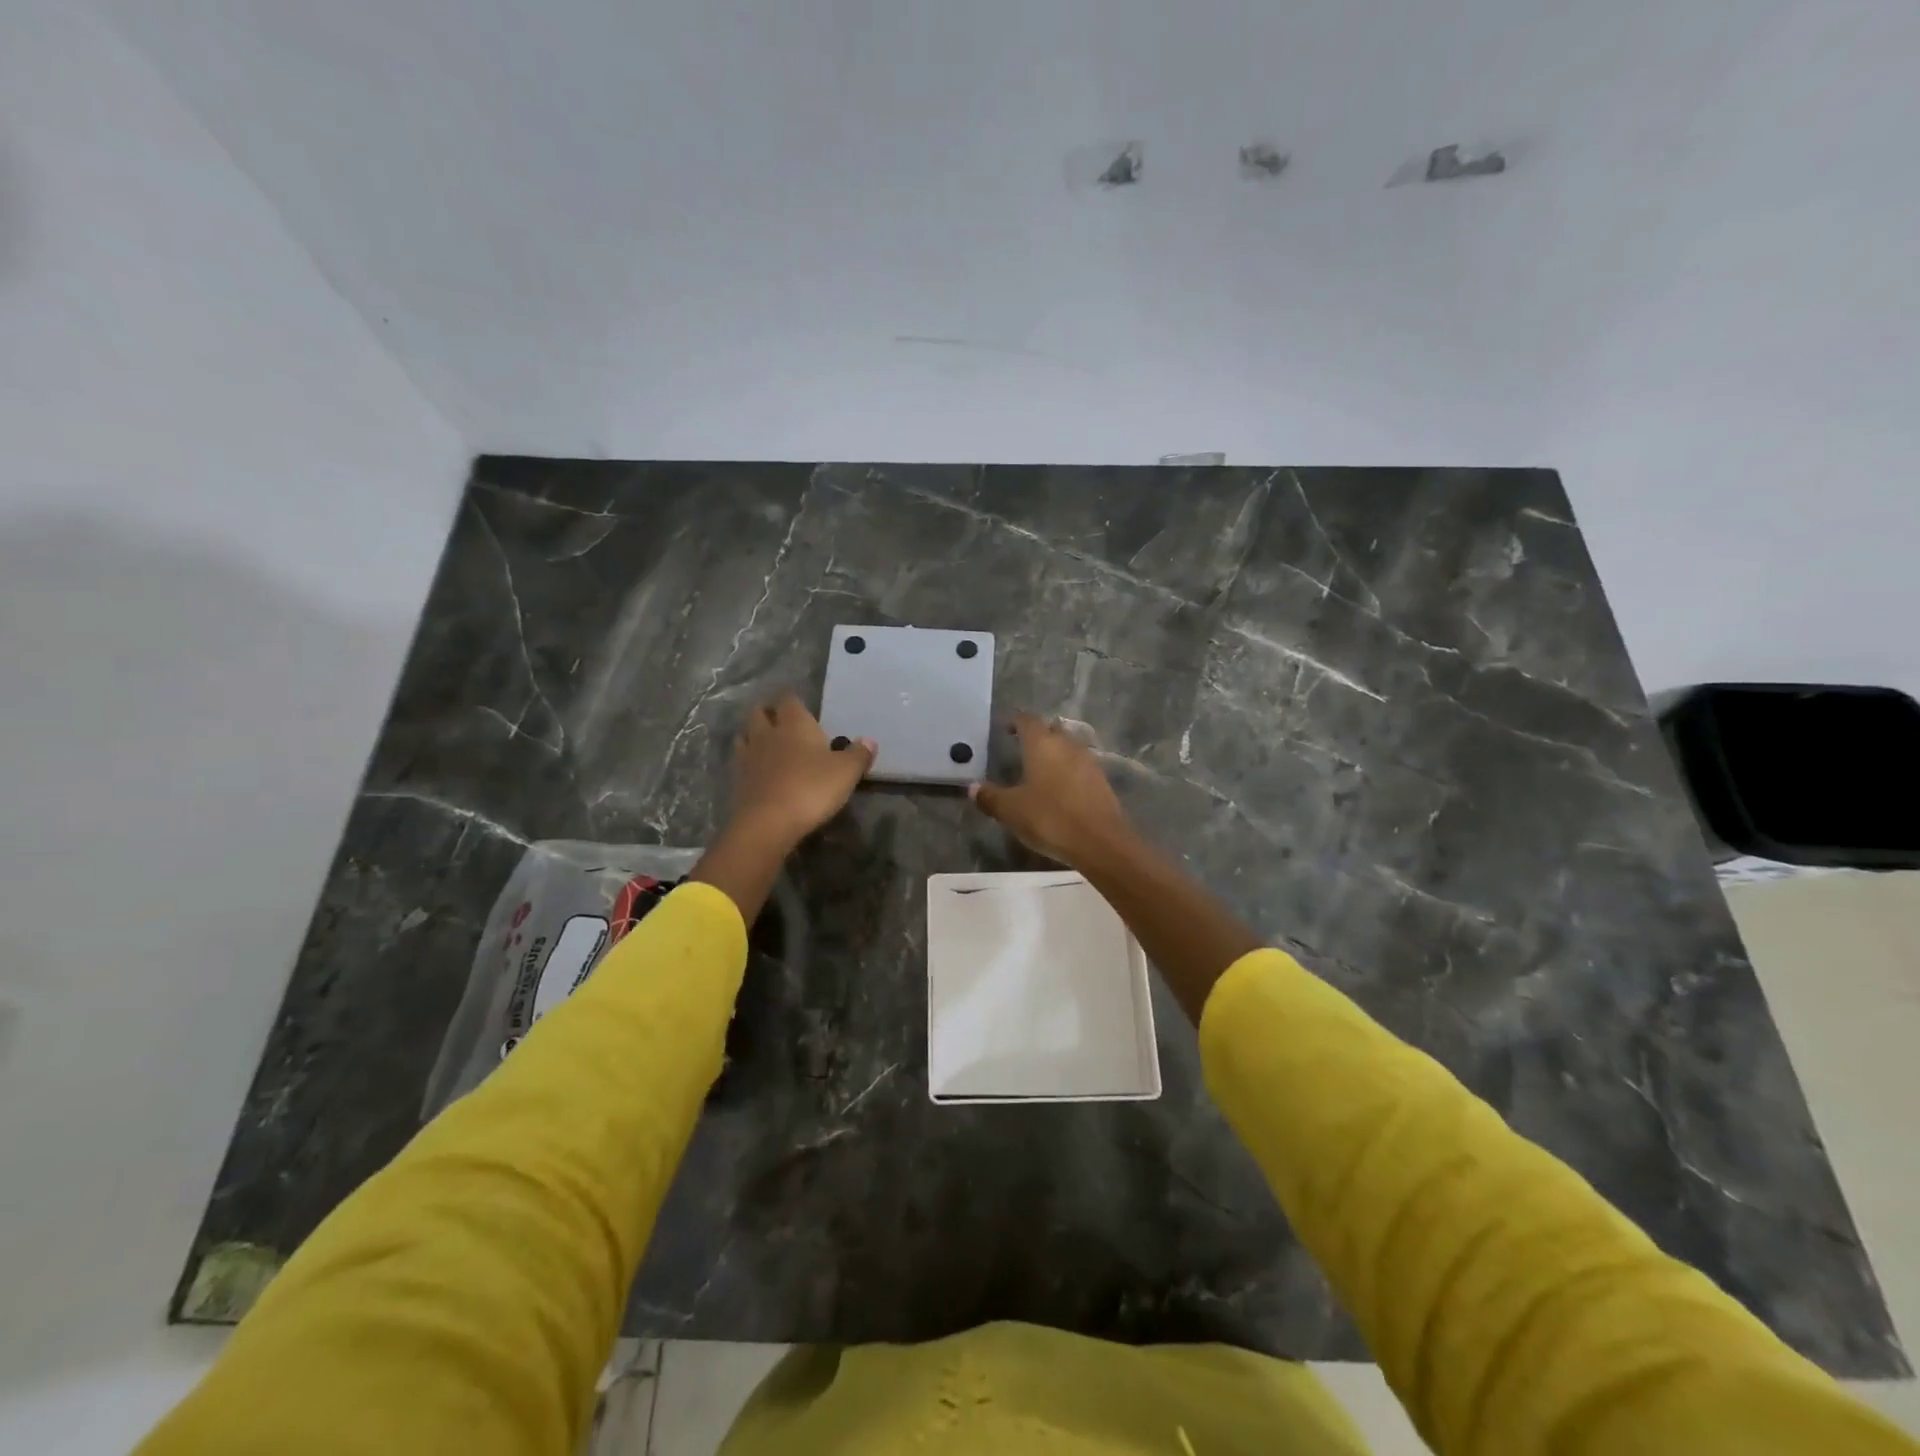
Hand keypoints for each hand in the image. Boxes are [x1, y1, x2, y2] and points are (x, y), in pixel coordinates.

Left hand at [726, 692, 874, 848]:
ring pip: (745, 736)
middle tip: (781, 721)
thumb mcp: (847, 772)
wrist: (768, 823)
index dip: (793, 700)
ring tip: (766, 743)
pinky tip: (759, 771)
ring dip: (754, 736)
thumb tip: (869, 741)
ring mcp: (748, 757)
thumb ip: (859, 754)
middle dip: (769, 713)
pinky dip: (749, 762)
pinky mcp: (738, 781)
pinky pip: (741, 762)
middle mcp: (767, 733)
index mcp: (794, 724)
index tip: (800, 705)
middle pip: (759, 713)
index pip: (789, 699)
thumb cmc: (812, 788)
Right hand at [969, 711, 1133, 868]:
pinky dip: (1067, 769)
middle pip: (1050, 729)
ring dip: (1054, 752)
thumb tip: (971, 788)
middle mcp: (1067, 744)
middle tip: (1021, 747)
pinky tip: (1059, 787)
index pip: (1027, 720)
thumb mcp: (1011, 810)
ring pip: (1067, 746)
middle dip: (1036, 734)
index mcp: (1042, 743)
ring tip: (1039, 768)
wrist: (1100, 842)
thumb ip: (990, 797)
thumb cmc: (1050, 818)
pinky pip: (1080, 765)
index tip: (1004, 729)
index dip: (1014, 721)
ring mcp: (1088, 761)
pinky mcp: (1101, 780)